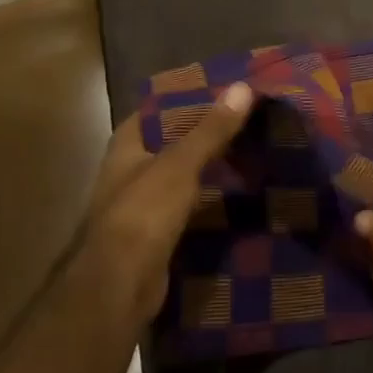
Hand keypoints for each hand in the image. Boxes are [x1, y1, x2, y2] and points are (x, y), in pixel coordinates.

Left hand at [75, 82, 254, 325]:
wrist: (120, 287)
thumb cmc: (143, 212)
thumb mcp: (181, 164)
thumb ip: (211, 129)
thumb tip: (243, 85)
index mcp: (127, 146)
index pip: (157, 109)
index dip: (188, 98)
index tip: (225, 89)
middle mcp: (130, 171)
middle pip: (173, 141)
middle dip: (206, 133)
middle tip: (248, 118)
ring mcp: (142, 204)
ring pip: (183, 175)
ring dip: (211, 166)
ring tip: (252, 151)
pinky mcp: (157, 234)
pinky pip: (189, 205)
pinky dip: (211, 197)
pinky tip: (239, 192)